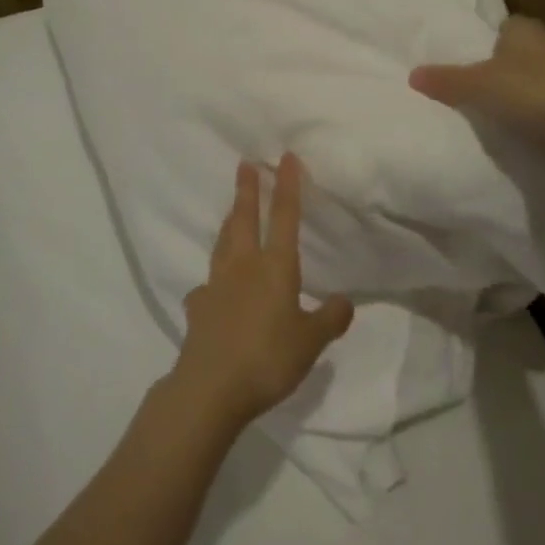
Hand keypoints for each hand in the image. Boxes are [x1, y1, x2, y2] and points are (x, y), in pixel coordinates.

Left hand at [171, 154, 354, 430]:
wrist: (211, 387)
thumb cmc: (268, 359)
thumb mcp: (311, 342)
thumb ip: (330, 319)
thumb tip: (346, 301)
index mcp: (275, 267)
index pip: (284, 216)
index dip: (287, 185)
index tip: (285, 157)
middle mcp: (243, 266)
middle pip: (244, 218)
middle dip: (247, 189)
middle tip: (245, 164)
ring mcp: (216, 284)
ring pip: (223, 242)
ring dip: (229, 221)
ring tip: (231, 210)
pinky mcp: (198, 307)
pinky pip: (207, 284)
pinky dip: (213, 279)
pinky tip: (212, 288)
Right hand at [409, 16, 544, 166]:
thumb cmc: (529, 92)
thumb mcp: (475, 86)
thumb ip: (444, 80)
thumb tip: (411, 74)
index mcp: (526, 29)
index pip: (506, 26)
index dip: (490, 41)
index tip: (475, 60)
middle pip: (524, 50)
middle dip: (509, 64)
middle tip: (484, 86)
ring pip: (542, 74)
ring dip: (528, 88)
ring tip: (504, 109)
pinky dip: (543, 110)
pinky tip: (528, 127)